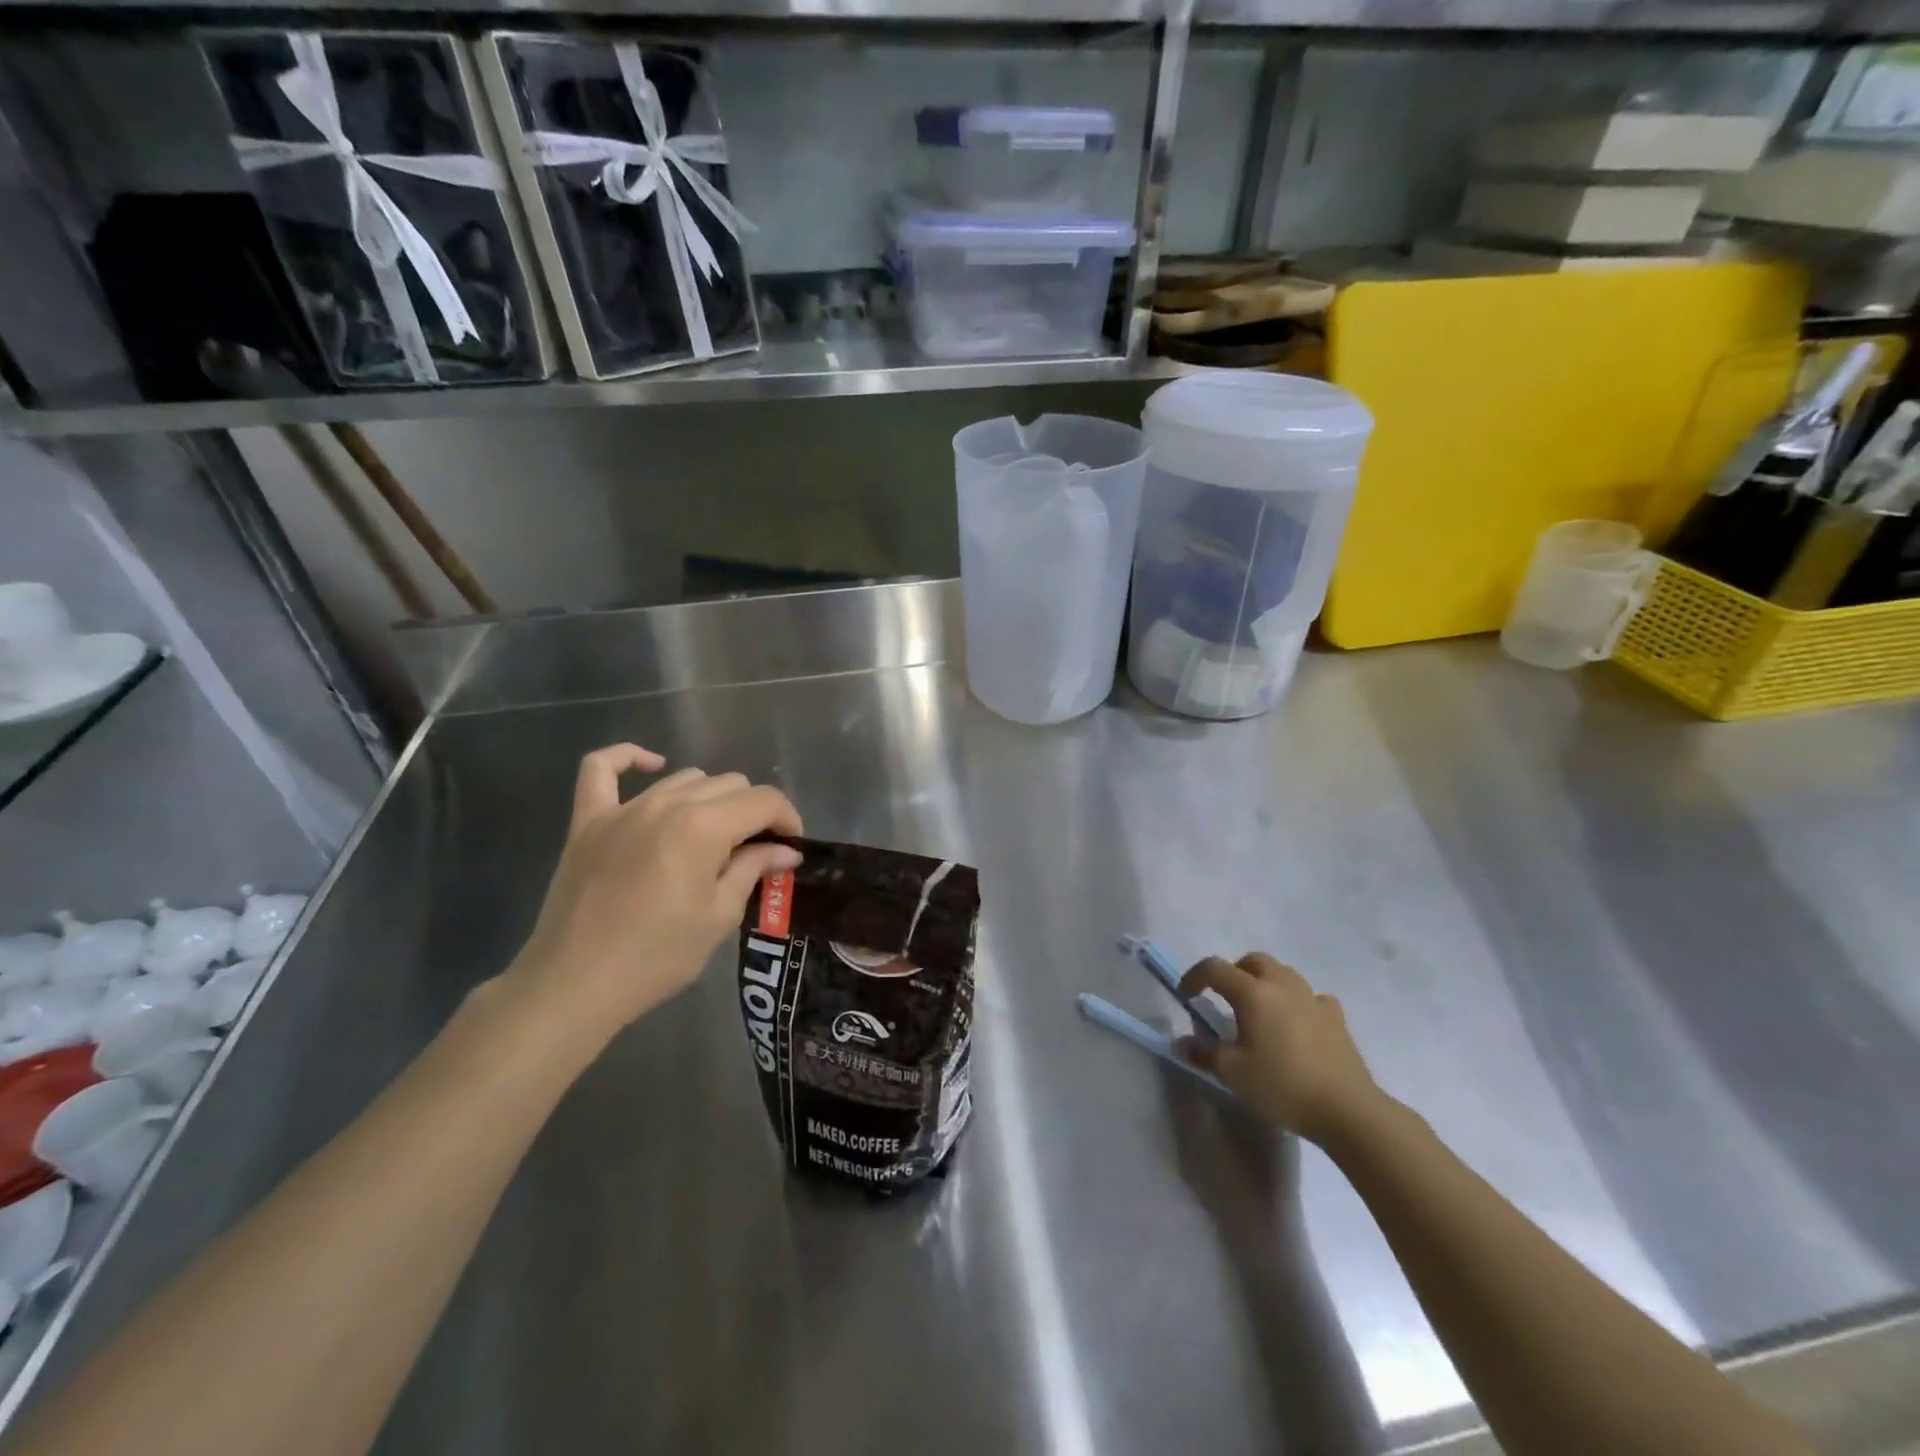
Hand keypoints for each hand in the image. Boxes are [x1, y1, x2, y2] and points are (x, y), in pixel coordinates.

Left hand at [506, 744, 802, 1037]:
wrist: (575, 984)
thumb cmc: (658, 955)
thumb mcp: (720, 915)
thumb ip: (754, 869)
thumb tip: (785, 850)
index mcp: (704, 826)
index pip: (763, 800)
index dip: (787, 818)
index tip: (791, 846)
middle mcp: (667, 803)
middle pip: (729, 784)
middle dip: (753, 812)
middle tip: (754, 850)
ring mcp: (623, 808)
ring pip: (685, 778)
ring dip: (710, 799)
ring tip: (712, 835)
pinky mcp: (588, 820)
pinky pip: (601, 768)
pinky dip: (629, 759)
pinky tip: (651, 764)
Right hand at [1179, 954, 1387, 1146]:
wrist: (1347, 1109)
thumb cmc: (1282, 1085)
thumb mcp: (1233, 1073)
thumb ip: (1203, 1053)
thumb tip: (1180, 1043)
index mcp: (1252, 992)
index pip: (1214, 968)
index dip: (1194, 977)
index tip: (1186, 996)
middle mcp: (1282, 985)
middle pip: (1253, 960)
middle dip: (1233, 972)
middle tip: (1225, 998)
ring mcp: (1312, 998)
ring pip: (1283, 973)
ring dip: (1265, 983)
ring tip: (1260, 1012)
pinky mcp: (1336, 1017)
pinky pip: (1311, 997)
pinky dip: (1297, 1003)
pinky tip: (1297, 1025)